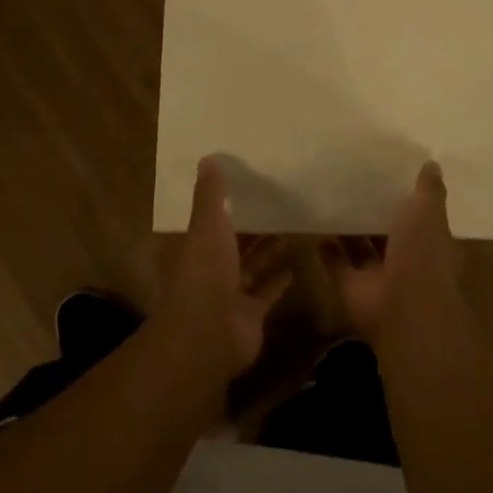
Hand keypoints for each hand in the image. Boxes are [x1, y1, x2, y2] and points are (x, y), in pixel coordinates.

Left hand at [159, 157, 292, 375]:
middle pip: (233, 242)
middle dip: (252, 225)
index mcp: (194, 246)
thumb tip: (207, 158)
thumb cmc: (205, 273)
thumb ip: (210, 195)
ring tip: (294, 225)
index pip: (208, 219)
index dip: (224, 202)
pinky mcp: (250, 313)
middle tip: (280, 201)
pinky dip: (279, 278)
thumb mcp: (207, 226)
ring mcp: (230, 293)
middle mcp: (209, 268)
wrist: (210, 334)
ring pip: (252, 265)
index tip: (246, 182)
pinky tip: (299, 262)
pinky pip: (267, 291)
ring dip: (269, 248)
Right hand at [320, 161, 461, 342]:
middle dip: (374, 214)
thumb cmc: (422, 253)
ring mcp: (378, 276)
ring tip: (330, 200)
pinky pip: (336, 264)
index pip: (421, 219)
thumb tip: (432, 164)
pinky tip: (314, 226)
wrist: (403, 306)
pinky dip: (326, 249)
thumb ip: (429, 191)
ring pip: (360, 248)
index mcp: (431, 243)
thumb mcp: (428, 212)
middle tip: (353, 184)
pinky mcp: (351, 287)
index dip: (410, 202)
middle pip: (388, 234)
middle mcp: (407, 260)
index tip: (392, 178)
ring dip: (348, 230)